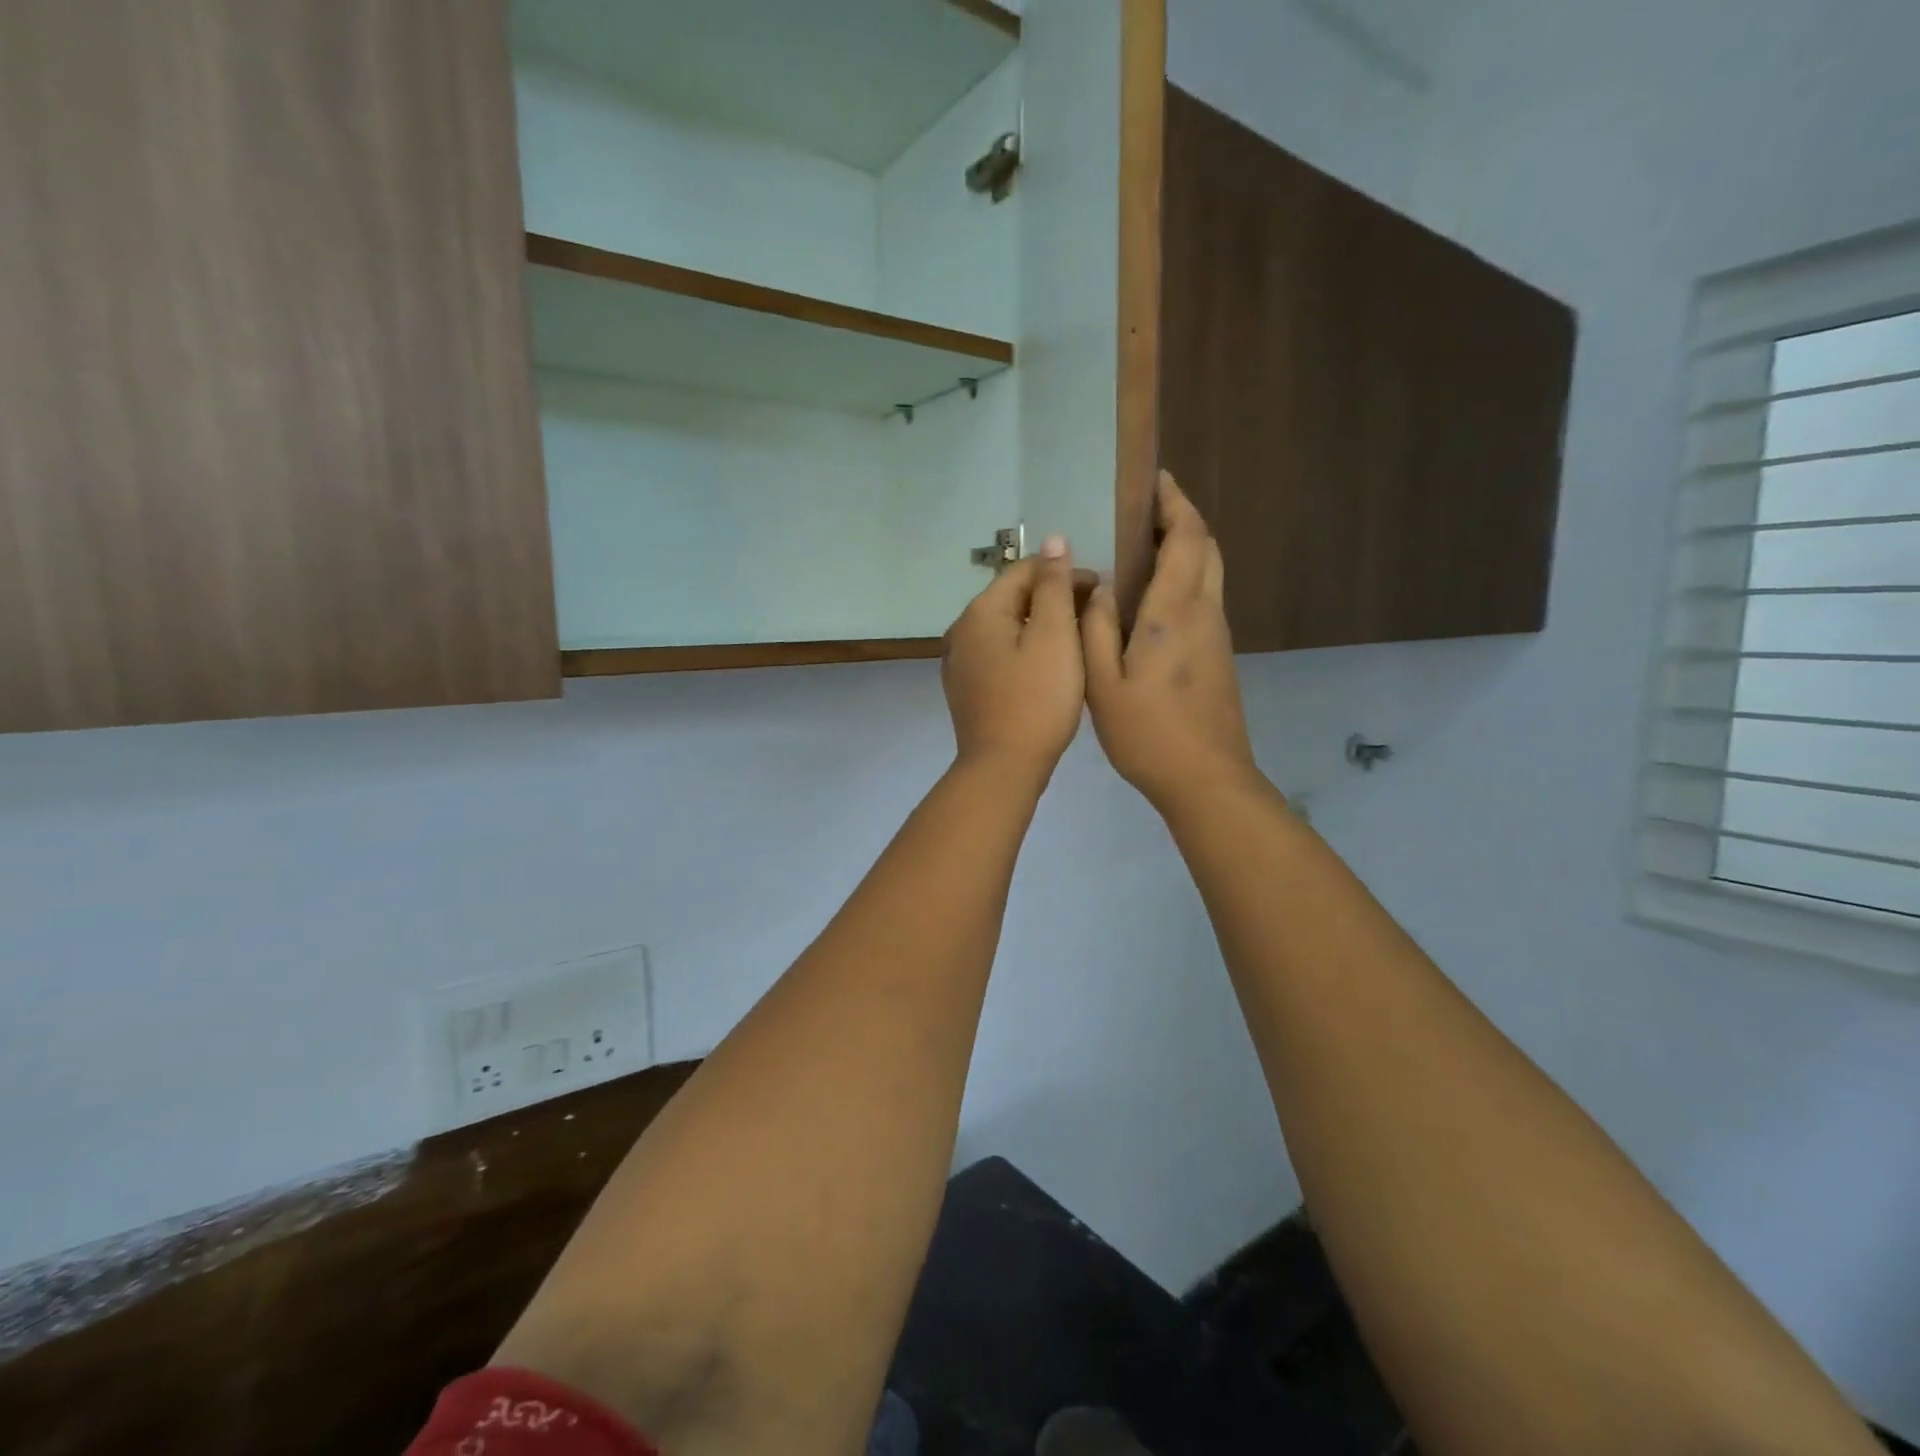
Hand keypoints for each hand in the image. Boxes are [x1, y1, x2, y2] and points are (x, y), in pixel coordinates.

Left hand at [943, 534, 1085, 784]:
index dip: (1064, 572)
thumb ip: (1053, 586)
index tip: (1100, 588)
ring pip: (1006, 627)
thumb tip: (1053, 540)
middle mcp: (962, 630)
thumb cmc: (1036, 698)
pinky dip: (1025, 650)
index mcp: (981, 611)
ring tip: (1078, 638)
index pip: (1025, 570)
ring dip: (1040, 625)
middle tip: (1094, 614)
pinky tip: (1048, 666)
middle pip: (1012, 598)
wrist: (1003, 766)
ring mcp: (960, 661)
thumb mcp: (1054, 636)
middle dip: (1053, 598)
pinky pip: (1000, 654)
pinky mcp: (967, 688)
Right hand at [1082, 472, 1259, 813]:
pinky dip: (1188, 574)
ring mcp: (1217, 634)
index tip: (1155, 480)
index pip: (1185, 539)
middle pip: (1206, 546)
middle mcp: (1203, 612)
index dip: (1173, 503)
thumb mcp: (1103, 683)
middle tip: (1148, 506)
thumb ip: (1096, 628)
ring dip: (1187, 545)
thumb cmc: (1148, 733)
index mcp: (1174, 613)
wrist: (1206, 778)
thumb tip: (1098, 585)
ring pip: (1211, 570)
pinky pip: (1206, 595)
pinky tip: (1156, 591)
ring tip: (1148, 541)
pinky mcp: (1219, 654)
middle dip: (1183, 517)